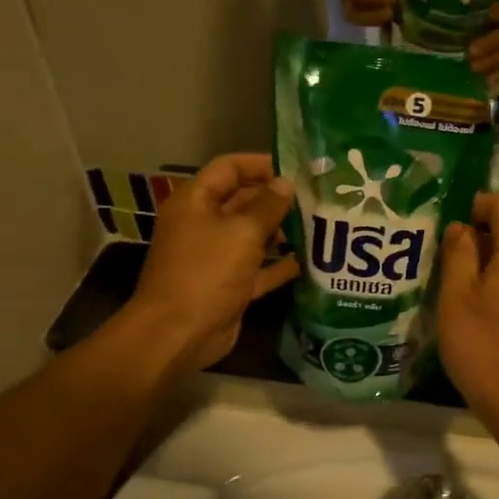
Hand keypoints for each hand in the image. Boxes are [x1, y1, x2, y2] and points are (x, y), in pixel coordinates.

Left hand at [129, 154, 298, 374]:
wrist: (179, 334)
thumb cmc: (206, 272)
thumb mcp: (242, 233)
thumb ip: (268, 206)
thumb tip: (286, 182)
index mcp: (196, 202)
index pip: (229, 168)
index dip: (260, 164)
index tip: (296, 169)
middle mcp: (203, 224)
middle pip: (243, 201)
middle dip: (277, 199)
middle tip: (316, 198)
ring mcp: (215, 257)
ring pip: (252, 236)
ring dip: (282, 232)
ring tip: (319, 226)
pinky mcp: (228, 285)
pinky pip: (257, 268)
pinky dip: (279, 265)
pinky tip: (309, 261)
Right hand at [437, 193, 498, 417]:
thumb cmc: (481, 344)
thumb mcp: (457, 296)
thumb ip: (458, 254)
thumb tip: (460, 227)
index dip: (475, 202)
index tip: (445, 218)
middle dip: (472, 229)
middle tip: (435, 243)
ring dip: (476, 255)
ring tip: (442, 267)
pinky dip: (486, 276)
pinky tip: (459, 294)